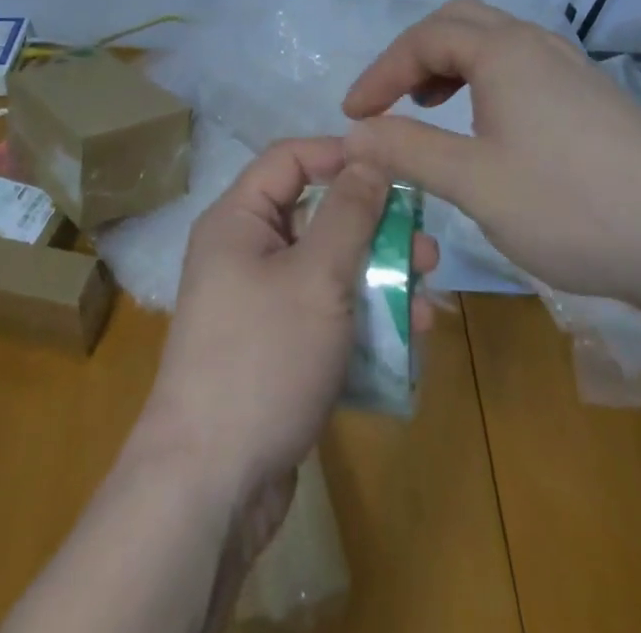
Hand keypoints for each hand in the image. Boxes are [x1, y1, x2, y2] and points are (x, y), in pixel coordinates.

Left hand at [133, 138, 438, 509]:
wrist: (211, 486)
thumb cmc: (263, 359)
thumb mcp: (316, 277)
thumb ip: (348, 213)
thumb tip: (369, 155)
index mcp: (239, 220)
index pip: (291, 159)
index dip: (341, 155)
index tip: (395, 168)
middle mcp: (246, 252)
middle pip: (318, 217)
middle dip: (376, 230)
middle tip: (428, 248)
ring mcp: (261, 304)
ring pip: (330, 270)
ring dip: (380, 279)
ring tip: (429, 298)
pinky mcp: (278, 348)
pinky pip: (327, 314)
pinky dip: (365, 319)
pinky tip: (410, 338)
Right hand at [343, 0, 640, 311]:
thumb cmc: (573, 205)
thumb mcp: (476, 183)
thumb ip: (407, 151)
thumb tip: (350, 135)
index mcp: (503, 52)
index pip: (423, 39)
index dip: (380, 72)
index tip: (353, 115)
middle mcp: (535, 44)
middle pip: (458, 22)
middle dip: (414, 55)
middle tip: (391, 99)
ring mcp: (569, 66)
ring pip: (493, 40)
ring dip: (450, 64)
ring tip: (430, 108)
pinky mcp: (590, 95)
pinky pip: (520, 64)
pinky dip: (484, 79)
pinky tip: (488, 126)